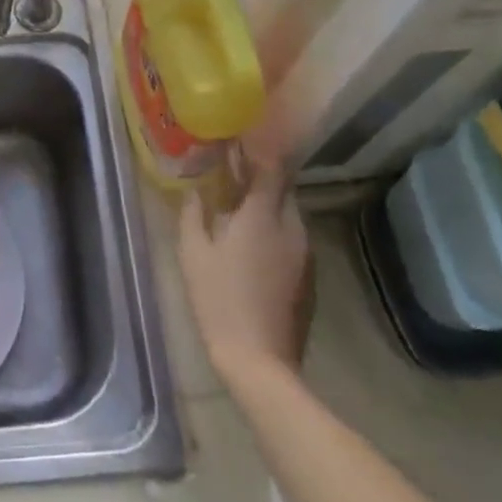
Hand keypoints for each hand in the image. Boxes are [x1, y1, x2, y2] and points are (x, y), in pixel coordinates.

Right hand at [176, 161, 313, 381]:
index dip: (258, 151)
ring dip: (267, 205)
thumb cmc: (219, 300)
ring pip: (288, 215)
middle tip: (233, 173)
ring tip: (239, 207)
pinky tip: (252, 244)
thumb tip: (195, 191)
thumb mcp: (193, 254)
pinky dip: (274, 230)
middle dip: (261, 177)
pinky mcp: (308, 277)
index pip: (271, 168)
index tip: (240, 140)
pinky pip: (292, 239)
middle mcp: (291, 228)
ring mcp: (305, 254)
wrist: (260, 361)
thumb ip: (193, 215)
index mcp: (263, 216)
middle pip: (282, 189)